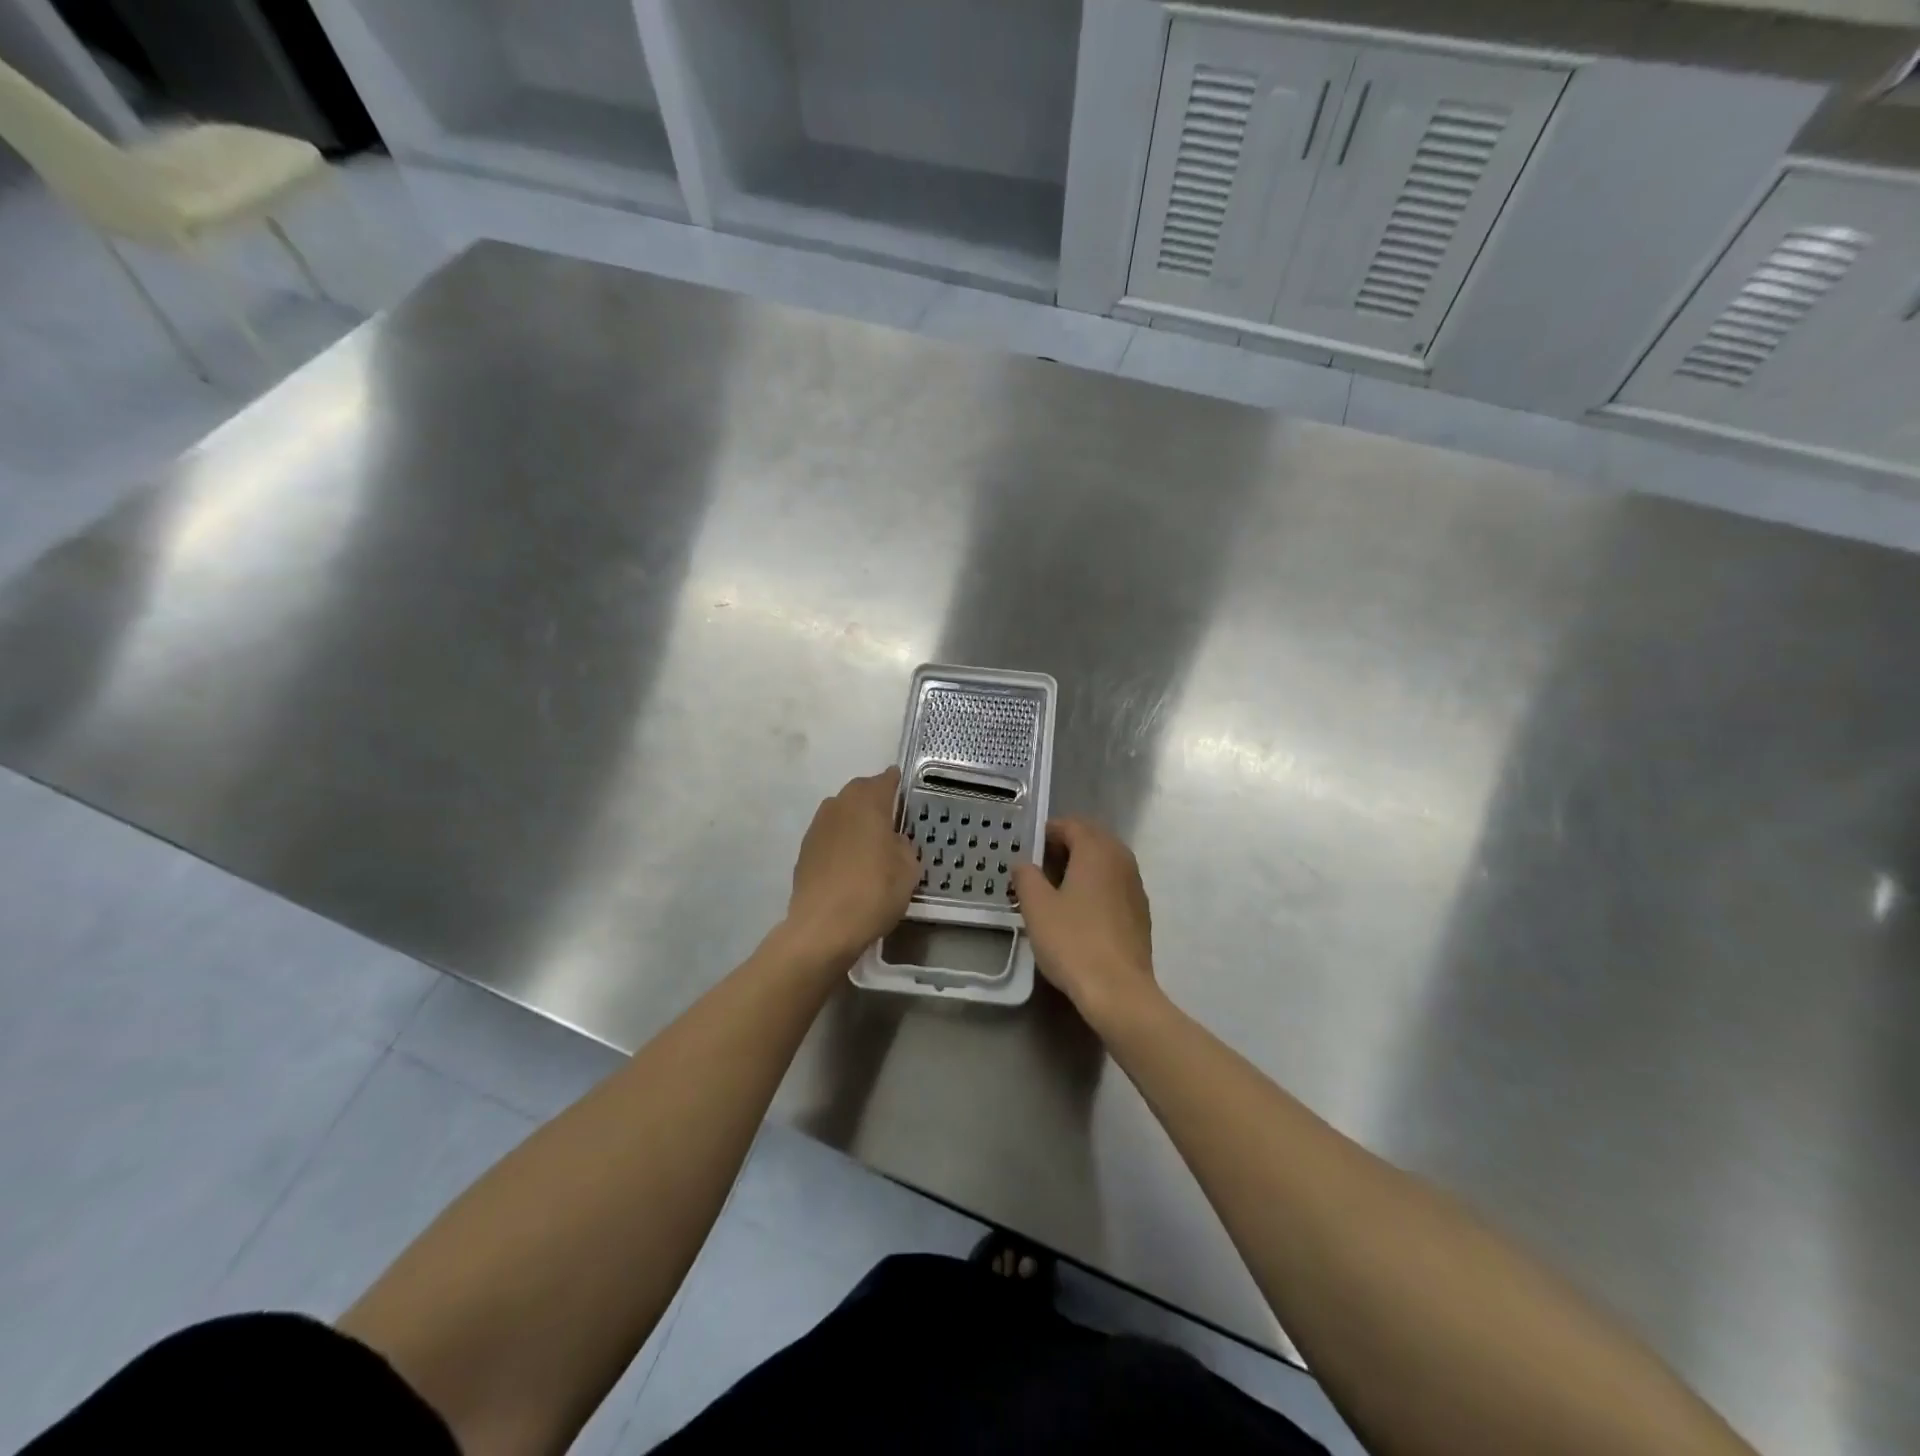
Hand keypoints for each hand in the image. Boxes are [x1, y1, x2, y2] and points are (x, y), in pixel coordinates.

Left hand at [785, 767, 919, 966]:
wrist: (823, 927)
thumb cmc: (873, 891)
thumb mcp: (909, 869)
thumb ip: (904, 846)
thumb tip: (894, 841)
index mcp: (868, 802)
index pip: (885, 780)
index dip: (896, 783)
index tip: (904, 791)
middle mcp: (839, 805)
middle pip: (860, 791)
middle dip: (874, 799)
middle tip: (891, 818)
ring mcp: (818, 827)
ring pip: (841, 812)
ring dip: (855, 820)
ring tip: (870, 842)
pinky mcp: (804, 850)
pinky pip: (829, 834)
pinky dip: (841, 840)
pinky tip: (850, 862)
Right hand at [1011, 818, 1158, 1026]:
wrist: (1119, 991)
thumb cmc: (1072, 941)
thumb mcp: (1037, 907)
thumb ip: (1026, 876)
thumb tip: (1024, 863)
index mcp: (1097, 850)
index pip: (1071, 825)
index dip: (1047, 832)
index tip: (1027, 850)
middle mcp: (1121, 860)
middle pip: (1091, 840)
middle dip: (1064, 848)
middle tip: (1038, 868)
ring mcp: (1135, 886)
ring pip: (1105, 863)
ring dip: (1080, 867)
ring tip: (1055, 890)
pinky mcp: (1140, 912)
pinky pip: (1114, 885)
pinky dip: (1095, 887)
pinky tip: (1079, 912)